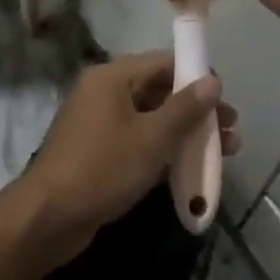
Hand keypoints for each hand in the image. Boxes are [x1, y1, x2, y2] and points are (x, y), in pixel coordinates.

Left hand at [24, 53, 239, 265]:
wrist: (48, 218)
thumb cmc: (103, 168)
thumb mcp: (152, 138)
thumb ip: (185, 108)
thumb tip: (213, 81)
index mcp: (112, 77)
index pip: (163, 62)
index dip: (196, 76)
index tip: (224, 100)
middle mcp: (104, 92)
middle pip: (159, 90)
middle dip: (196, 110)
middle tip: (230, 131)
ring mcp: (98, 123)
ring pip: (150, 118)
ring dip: (184, 132)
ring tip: (222, 153)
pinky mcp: (97, 151)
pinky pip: (137, 140)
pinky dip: (163, 149)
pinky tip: (188, 168)